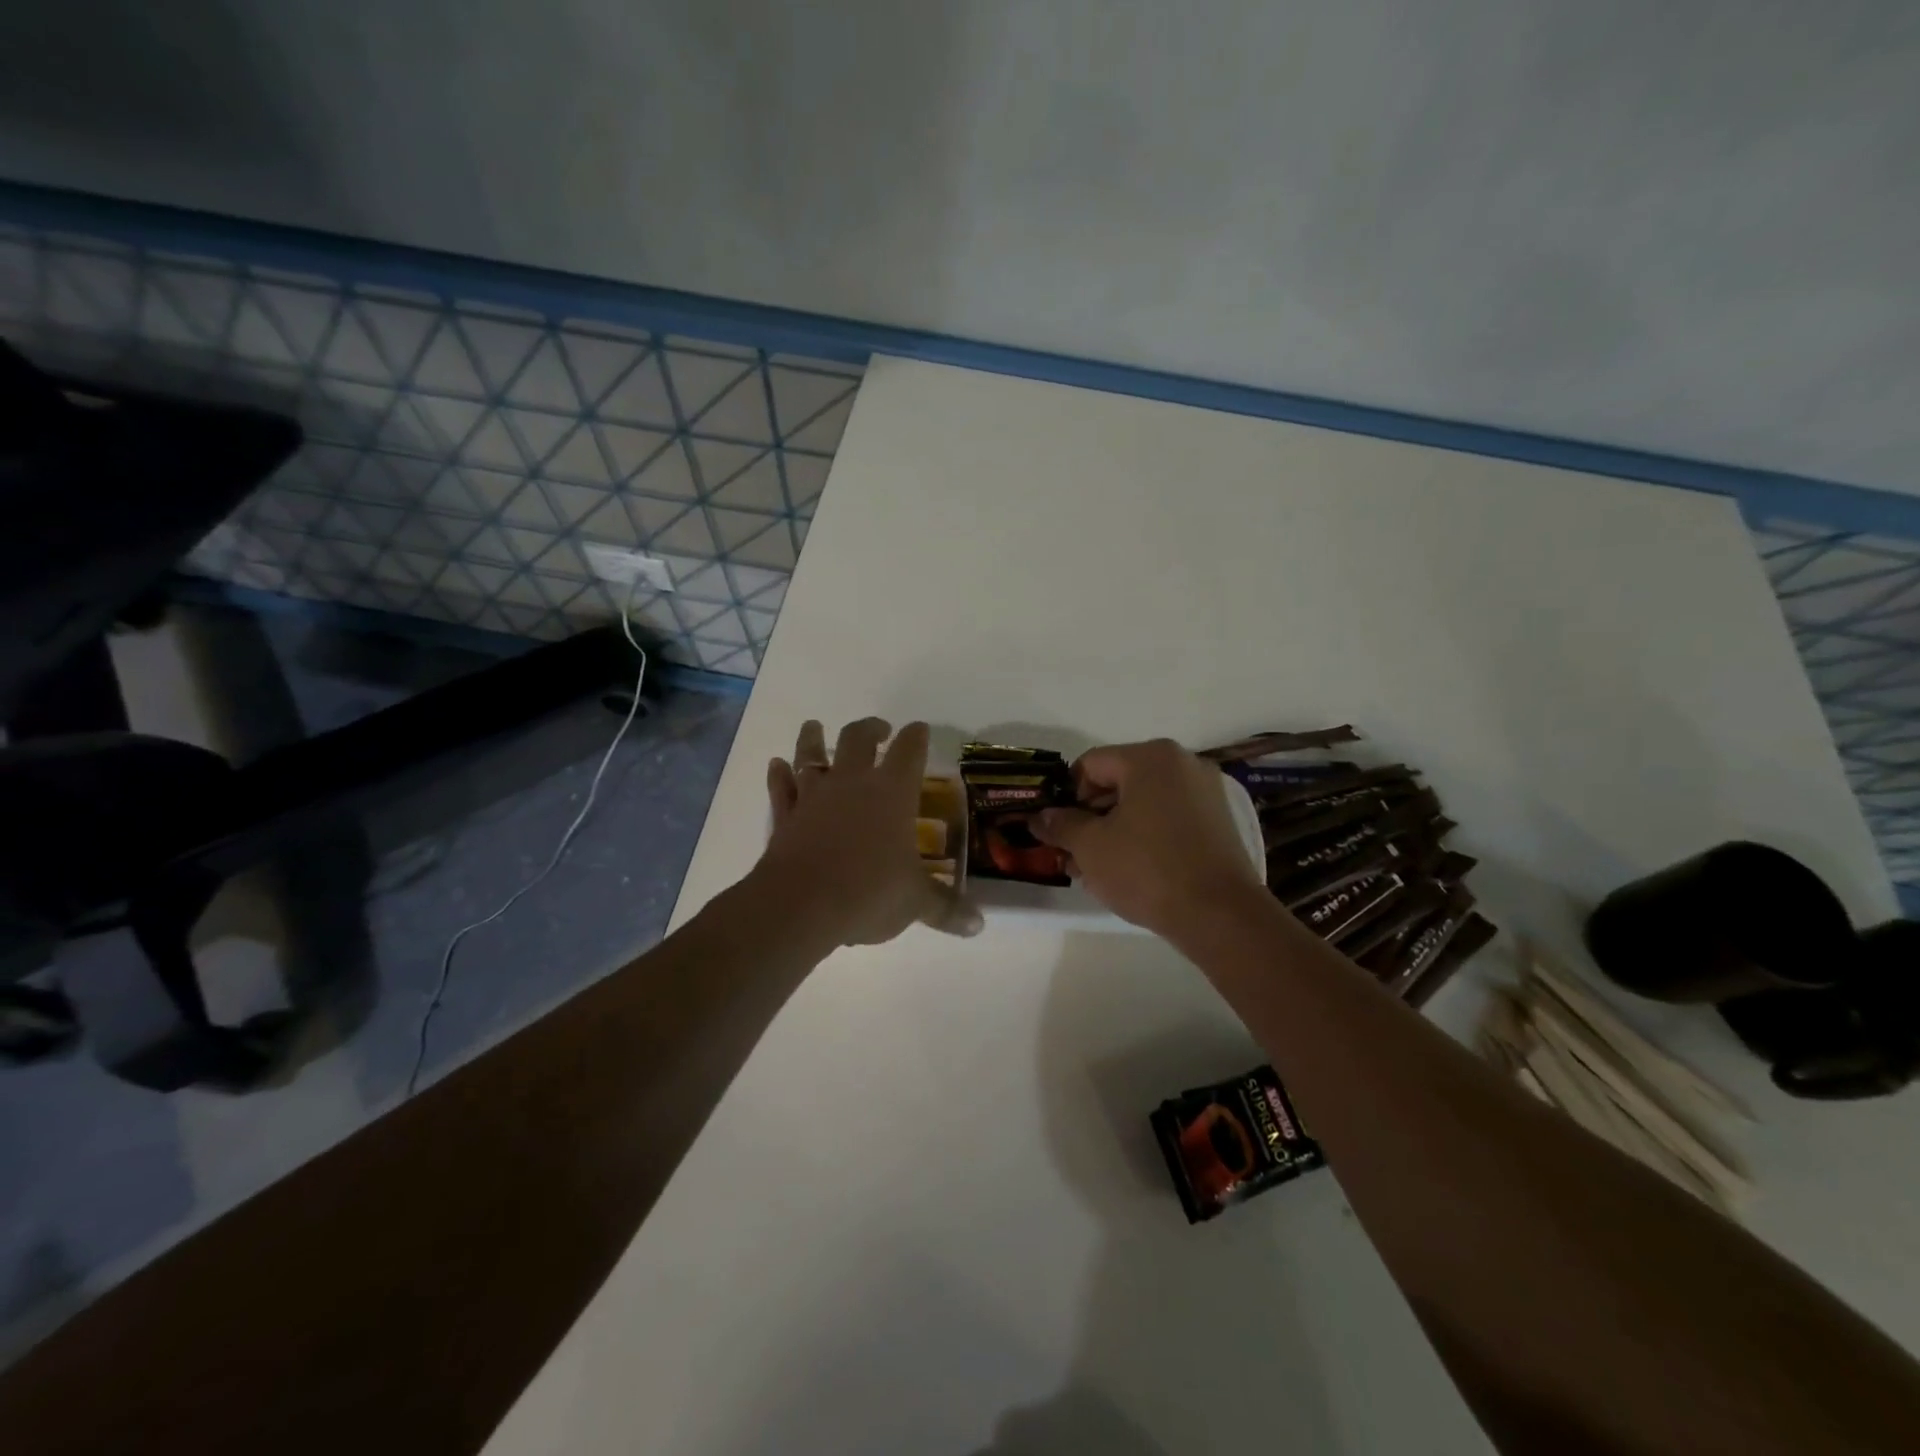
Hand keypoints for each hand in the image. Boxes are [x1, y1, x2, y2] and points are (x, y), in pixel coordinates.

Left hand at [758, 718, 980, 947]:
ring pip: (811, 754)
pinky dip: (779, 775)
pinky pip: (781, 787)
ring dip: (813, 738)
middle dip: (870, 729)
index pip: (909, 750)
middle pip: (858, 738)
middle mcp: (853, 783)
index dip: (916, 736)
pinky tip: (777, 765)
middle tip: (879, 729)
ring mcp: (814, 796)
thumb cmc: (869, 892)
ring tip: (814, 727)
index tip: (919, 729)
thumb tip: (979, 925)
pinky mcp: (785, 816)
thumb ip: (945, 908)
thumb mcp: (914, 902)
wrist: (800, 905)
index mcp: (893, 792)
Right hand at [1032, 739, 1264, 937]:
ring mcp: (1205, 792)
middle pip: (1118, 781)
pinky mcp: (1218, 822)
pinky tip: (1131, 871)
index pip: (1090, 765)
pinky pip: (1168, 819)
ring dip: (1114, 830)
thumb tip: (1040, 816)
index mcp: (1151, 757)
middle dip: (1090, 817)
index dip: (1066, 796)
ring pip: (1143, 803)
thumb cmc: (1148, 869)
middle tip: (1072, 853)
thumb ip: (1061, 824)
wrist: (1220, 915)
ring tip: (1096, 869)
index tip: (1057, 830)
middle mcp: (1182, 764)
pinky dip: (1145, 836)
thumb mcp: (1091, 846)